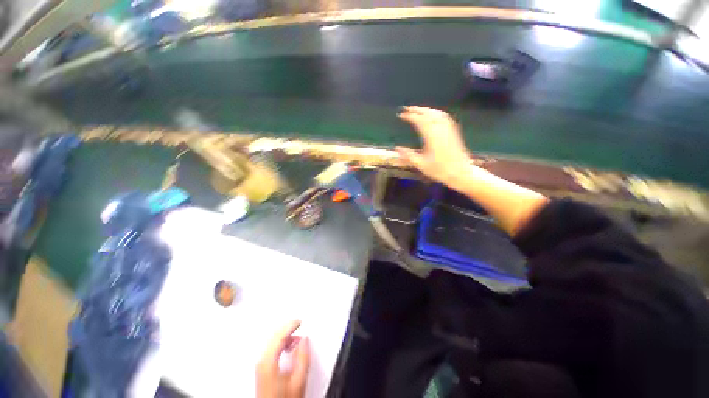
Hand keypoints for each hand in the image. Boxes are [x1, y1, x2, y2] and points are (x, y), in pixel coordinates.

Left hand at [256, 321, 310, 397]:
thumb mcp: (298, 380)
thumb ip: (303, 358)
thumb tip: (304, 340)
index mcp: (268, 362)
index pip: (279, 336)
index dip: (290, 326)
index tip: (299, 321)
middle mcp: (261, 362)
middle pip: (274, 337)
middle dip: (287, 329)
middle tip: (298, 324)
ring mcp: (260, 366)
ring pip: (272, 342)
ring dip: (285, 336)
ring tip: (297, 338)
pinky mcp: (262, 369)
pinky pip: (270, 348)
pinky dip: (281, 343)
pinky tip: (289, 346)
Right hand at [396, 106, 471, 188]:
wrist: (461, 173)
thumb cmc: (440, 171)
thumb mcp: (421, 165)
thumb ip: (409, 155)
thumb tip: (397, 148)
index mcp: (432, 137)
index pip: (420, 121)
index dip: (410, 116)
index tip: (402, 115)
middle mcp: (441, 130)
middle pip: (429, 114)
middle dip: (417, 110)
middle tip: (407, 108)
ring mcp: (449, 130)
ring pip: (437, 114)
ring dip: (427, 109)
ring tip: (418, 109)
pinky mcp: (454, 132)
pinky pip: (445, 117)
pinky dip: (436, 113)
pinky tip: (433, 114)